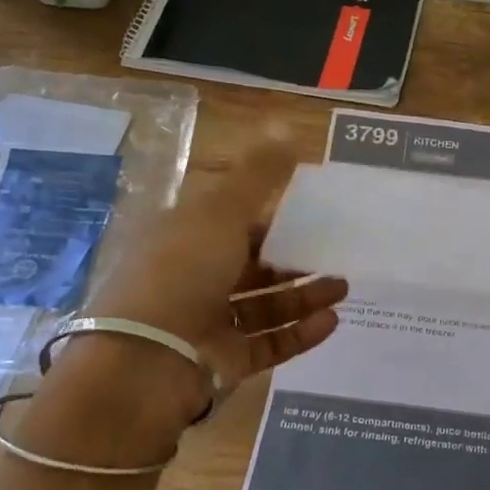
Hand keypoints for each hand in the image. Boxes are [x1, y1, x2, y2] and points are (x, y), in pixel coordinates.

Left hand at [69, 135, 346, 420]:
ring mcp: (208, 324)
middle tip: (336, 255)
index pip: (233, 223)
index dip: (271, 217)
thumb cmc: (182, 272)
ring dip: (304, 296)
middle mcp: (194, 279)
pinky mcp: (224, 362)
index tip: (312, 215)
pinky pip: (268, 344)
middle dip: (296, 260)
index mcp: (184, 238)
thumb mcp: (221, 211)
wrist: (146, 361)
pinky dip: (300, 333)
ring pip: (265, 306)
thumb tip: (286, 127)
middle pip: (253, 266)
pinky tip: (331, 321)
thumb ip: (258, 174)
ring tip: (343, 288)